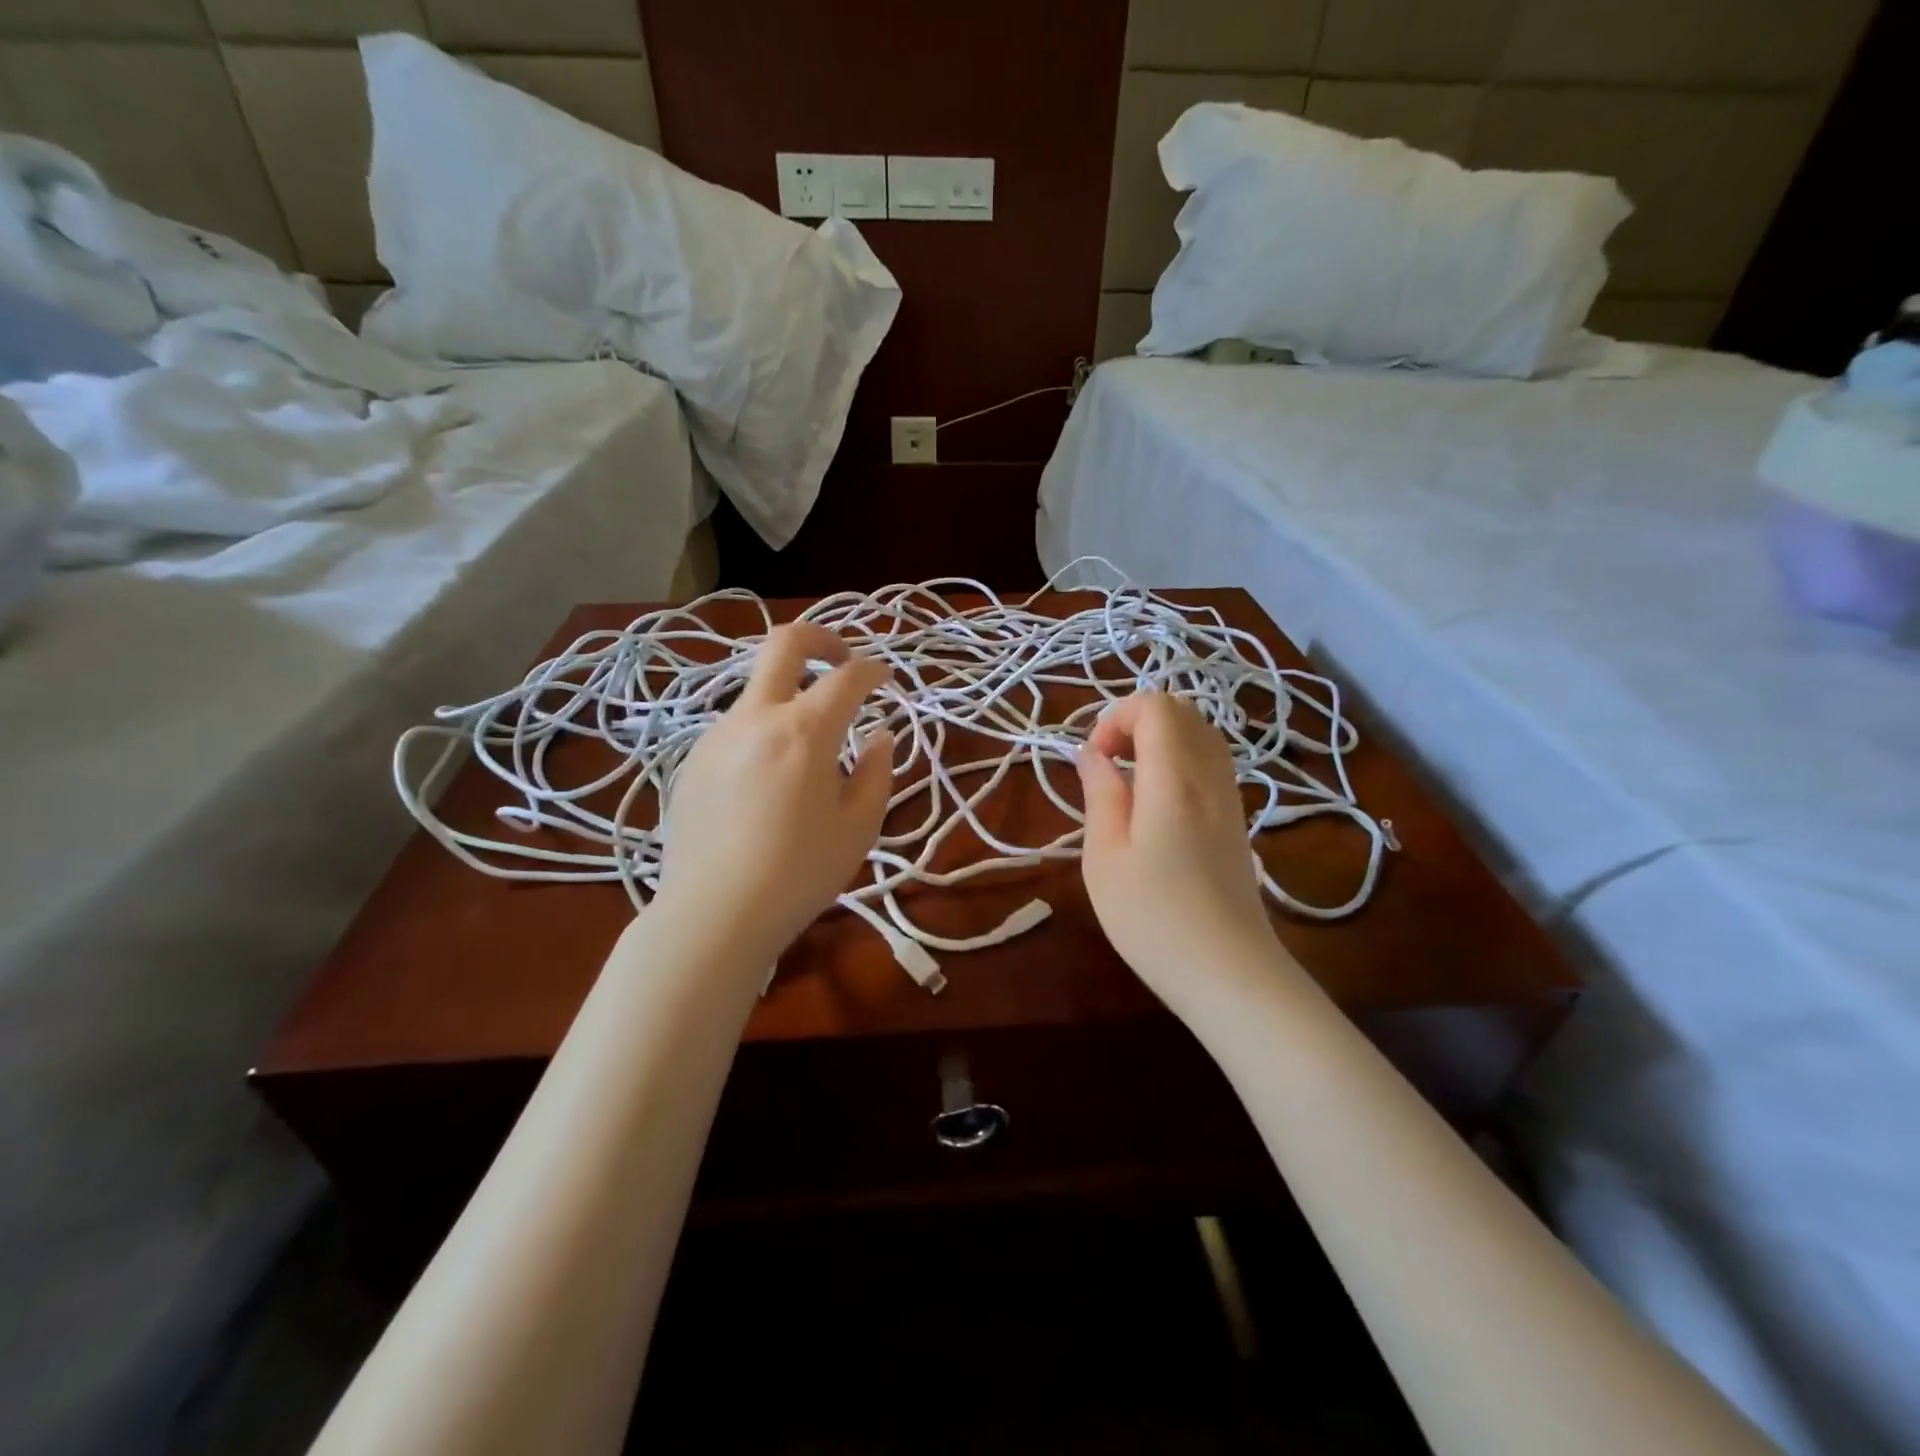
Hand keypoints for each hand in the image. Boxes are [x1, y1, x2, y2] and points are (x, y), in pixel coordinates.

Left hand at [655, 622, 893, 961]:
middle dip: (821, 638)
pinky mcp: (692, 761)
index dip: (873, 670)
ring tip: (808, 747)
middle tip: (842, 659)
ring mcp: (717, 736)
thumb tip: (880, 737)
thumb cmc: (799, 874)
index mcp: (804, 732)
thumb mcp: (858, 829)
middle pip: (783, 644)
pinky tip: (767, 782)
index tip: (885, 680)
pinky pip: (736, 728)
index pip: (847, 677)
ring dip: (789, 696)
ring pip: (757, 690)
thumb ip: (876, 773)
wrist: (713, 916)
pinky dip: (763, 732)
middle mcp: (756, 719)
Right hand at [1077, 692, 1280, 1008]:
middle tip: (1108, 764)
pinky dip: (1180, 760)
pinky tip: (1157, 803)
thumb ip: (1100, 795)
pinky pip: (1212, 762)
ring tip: (1129, 781)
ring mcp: (1231, 796)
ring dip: (1160, 740)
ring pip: (1201, 734)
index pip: (1155, 706)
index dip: (1116, 717)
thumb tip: (1093, 756)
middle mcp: (1210, 775)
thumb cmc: (1154, 919)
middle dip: (1137, 721)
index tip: (1094, 760)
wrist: (1230, 973)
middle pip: (1182, 711)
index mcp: (1173, 778)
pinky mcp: (1238, 819)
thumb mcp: (1105, 858)